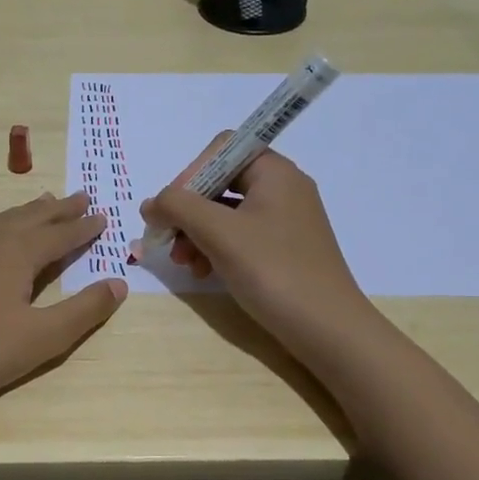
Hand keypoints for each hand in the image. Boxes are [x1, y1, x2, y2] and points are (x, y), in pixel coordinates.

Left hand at [0, 191, 127, 421]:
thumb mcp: (44, 338)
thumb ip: (85, 310)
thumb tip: (119, 283)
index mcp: (16, 253)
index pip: (59, 234)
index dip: (83, 227)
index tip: (102, 216)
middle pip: (29, 218)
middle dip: (58, 209)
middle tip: (80, 197)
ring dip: (25, 213)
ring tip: (42, 204)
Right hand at [139, 137, 372, 361]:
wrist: (327, 329)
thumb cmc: (273, 270)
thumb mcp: (219, 233)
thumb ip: (178, 207)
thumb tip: (150, 204)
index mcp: (274, 172)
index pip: (221, 150)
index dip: (189, 173)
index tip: (171, 209)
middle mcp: (283, 188)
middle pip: (220, 182)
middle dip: (189, 211)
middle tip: (169, 241)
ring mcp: (286, 220)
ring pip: (226, 213)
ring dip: (197, 233)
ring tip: (185, 264)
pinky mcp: (284, 249)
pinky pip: (240, 236)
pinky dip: (217, 249)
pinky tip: (205, 273)